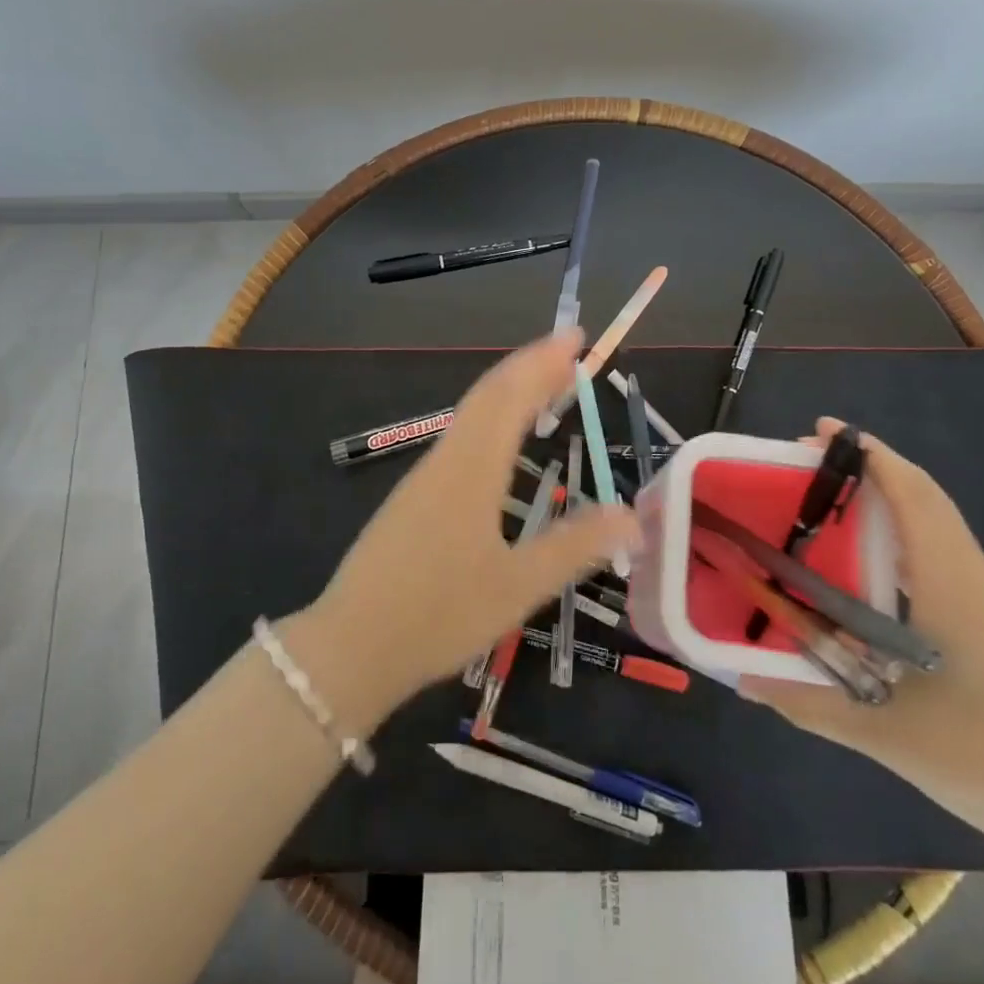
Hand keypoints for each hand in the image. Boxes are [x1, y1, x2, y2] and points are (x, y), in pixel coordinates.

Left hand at [297, 330, 639, 725]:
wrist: (351, 647)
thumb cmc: (438, 615)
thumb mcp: (517, 587)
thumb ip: (575, 547)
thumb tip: (632, 516)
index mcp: (472, 468)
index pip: (511, 396)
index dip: (543, 362)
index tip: (573, 336)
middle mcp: (447, 459)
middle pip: (489, 395)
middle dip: (529, 366)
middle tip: (568, 350)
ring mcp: (424, 477)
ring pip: (471, 415)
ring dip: (509, 390)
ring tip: (544, 385)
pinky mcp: (414, 498)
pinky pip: (461, 438)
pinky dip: (491, 419)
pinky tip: (500, 442)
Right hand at [740, 419, 983, 853]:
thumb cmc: (979, 754)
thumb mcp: (879, 730)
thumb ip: (804, 700)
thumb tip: (738, 677)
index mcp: (948, 582)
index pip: (910, 493)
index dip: (867, 454)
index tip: (819, 432)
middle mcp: (969, 573)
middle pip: (922, 493)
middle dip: (868, 464)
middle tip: (806, 461)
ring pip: (934, 517)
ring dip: (885, 491)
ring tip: (828, 494)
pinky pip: (939, 544)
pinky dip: (901, 523)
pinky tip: (865, 552)